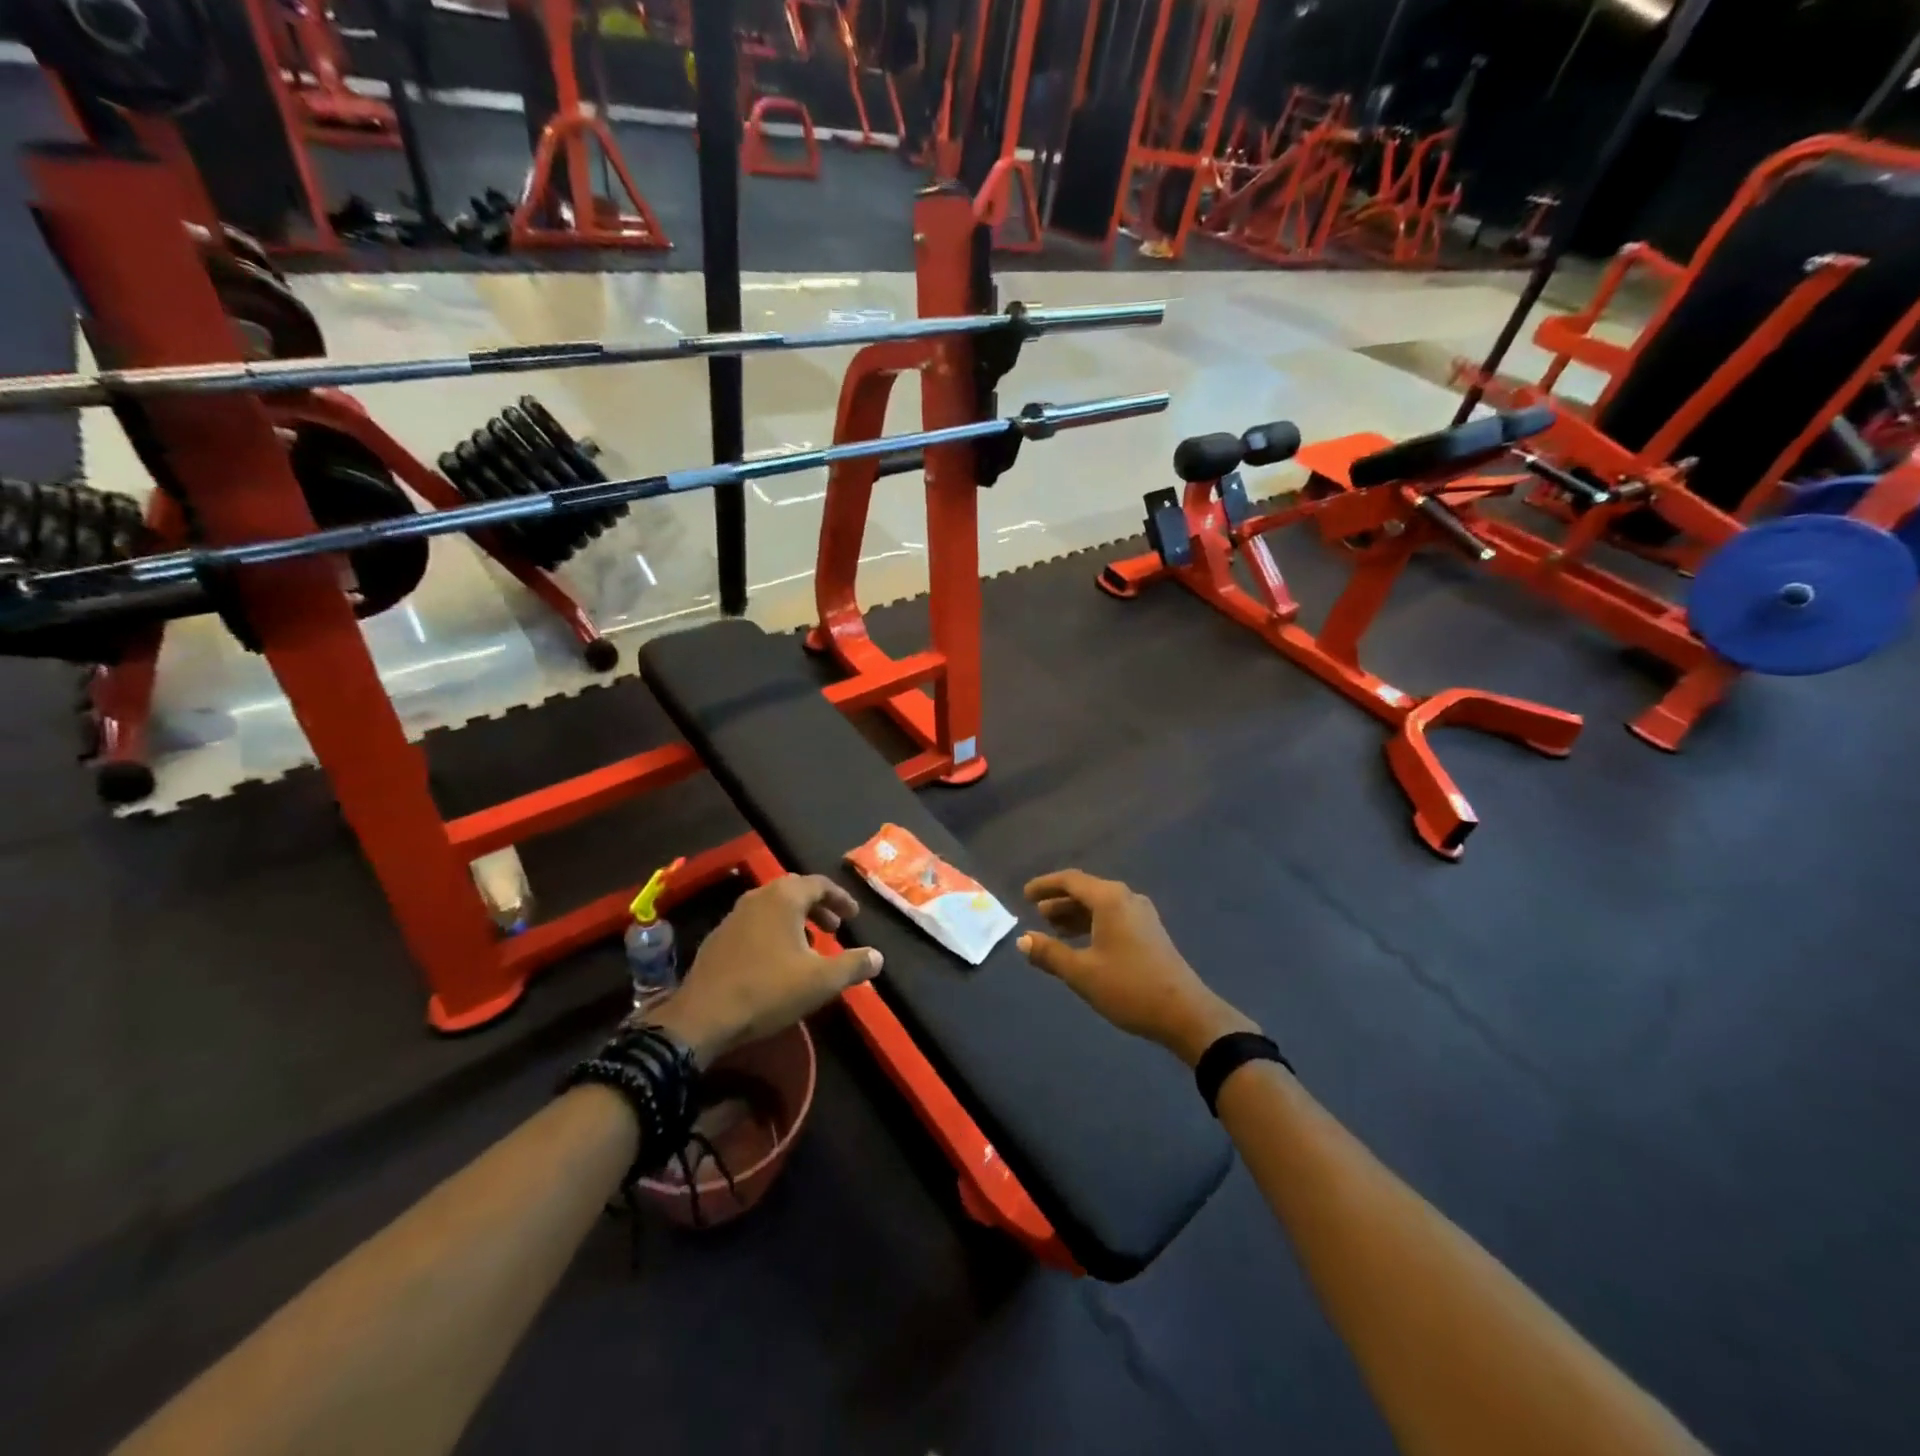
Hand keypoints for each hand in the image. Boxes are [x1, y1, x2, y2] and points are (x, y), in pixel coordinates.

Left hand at [648, 875, 881, 1066]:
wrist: (703, 1017)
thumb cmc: (768, 990)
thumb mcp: (821, 981)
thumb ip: (853, 965)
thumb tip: (877, 956)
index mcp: (784, 897)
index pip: (820, 884)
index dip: (841, 898)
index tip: (854, 916)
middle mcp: (758, 897)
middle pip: (795, 891)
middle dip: (819, 907)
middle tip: (835, 927)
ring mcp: (733, 916)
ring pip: (773, 907)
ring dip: (796, 920)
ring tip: (810, 945)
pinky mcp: (718, 938)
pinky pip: (755, 924)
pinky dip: (774, 932)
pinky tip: (777, 960)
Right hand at [1019, 869, 1256, 1066]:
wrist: (1185, 1013)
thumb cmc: (1129, 987)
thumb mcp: (1082, 972)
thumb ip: (1050, 953)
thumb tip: (1023, 939)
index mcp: (1110, 899)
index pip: (1071, 880)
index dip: (1045, 885)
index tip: (1025, 895)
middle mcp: (1127, 898)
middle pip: (1087, 890)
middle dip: (1059, 901)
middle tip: (1037, 914)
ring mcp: (1142, 915)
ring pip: (1101, 905)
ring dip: (1076, 914)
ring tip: (1054, 931)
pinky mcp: (1150, 932)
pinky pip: (1113, 917)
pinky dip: (1093, 924)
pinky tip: (1083, 944)